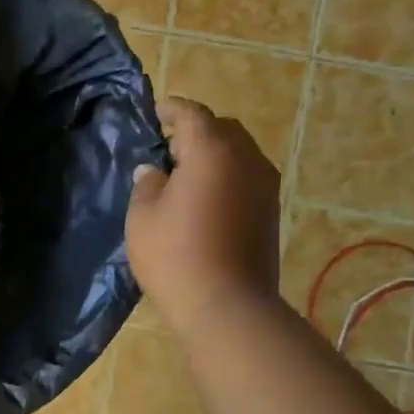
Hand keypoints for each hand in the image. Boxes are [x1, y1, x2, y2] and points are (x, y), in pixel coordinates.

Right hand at [126, 96, 281, 334]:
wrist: (226, 304)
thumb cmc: (174, 254)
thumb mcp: (143, 216)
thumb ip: (147, 184)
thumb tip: (154, 171)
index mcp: (212, 151)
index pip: (192, 115)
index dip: (172, 109)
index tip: (156, 111)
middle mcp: (246, 159)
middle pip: (222, 130)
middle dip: (196, 131)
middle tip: (167, 145)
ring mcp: (265, 186)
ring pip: (238, 154)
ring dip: (214, 155)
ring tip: (185, 173)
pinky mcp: (270, 212)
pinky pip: (246, 178)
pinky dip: (226, 176)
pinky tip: (204, 198)